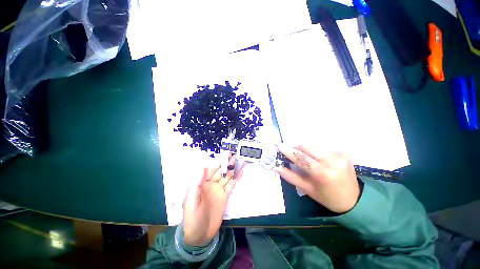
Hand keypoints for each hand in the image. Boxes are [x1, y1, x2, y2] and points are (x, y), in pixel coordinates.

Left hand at [183, 155, 242, 245]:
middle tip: (236, 154)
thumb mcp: (191, 200)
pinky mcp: (225, 196)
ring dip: (234, 169)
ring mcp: (219, 189)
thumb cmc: (192, 217)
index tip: (225, 154)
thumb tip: (202, 166)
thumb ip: (196, 183)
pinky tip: (241, 172)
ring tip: (240, 160)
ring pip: (227, 176)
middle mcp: (211, 184)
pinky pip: (231, 185)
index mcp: (202, 183)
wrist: (200, 235)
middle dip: (228, 163)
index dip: (218, 162)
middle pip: (221, 171)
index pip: (211, 169)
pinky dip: (236, 178)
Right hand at [274, 145, 359, 212]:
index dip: (287, 150)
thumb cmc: (327, 198)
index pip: (299, 157)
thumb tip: (277, 167)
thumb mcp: (307, 189)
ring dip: (306, 151)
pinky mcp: (343, 152)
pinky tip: (320, 161)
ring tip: (308, 161)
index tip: (277, 145)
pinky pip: (322, 148)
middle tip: (294, 156)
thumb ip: (290, 176)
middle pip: (306, 146)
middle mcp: (331, 160)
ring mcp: (339, 155)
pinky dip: (316, 153)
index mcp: (322, 173)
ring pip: (313, 146)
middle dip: (297, 149)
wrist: (355, 200)